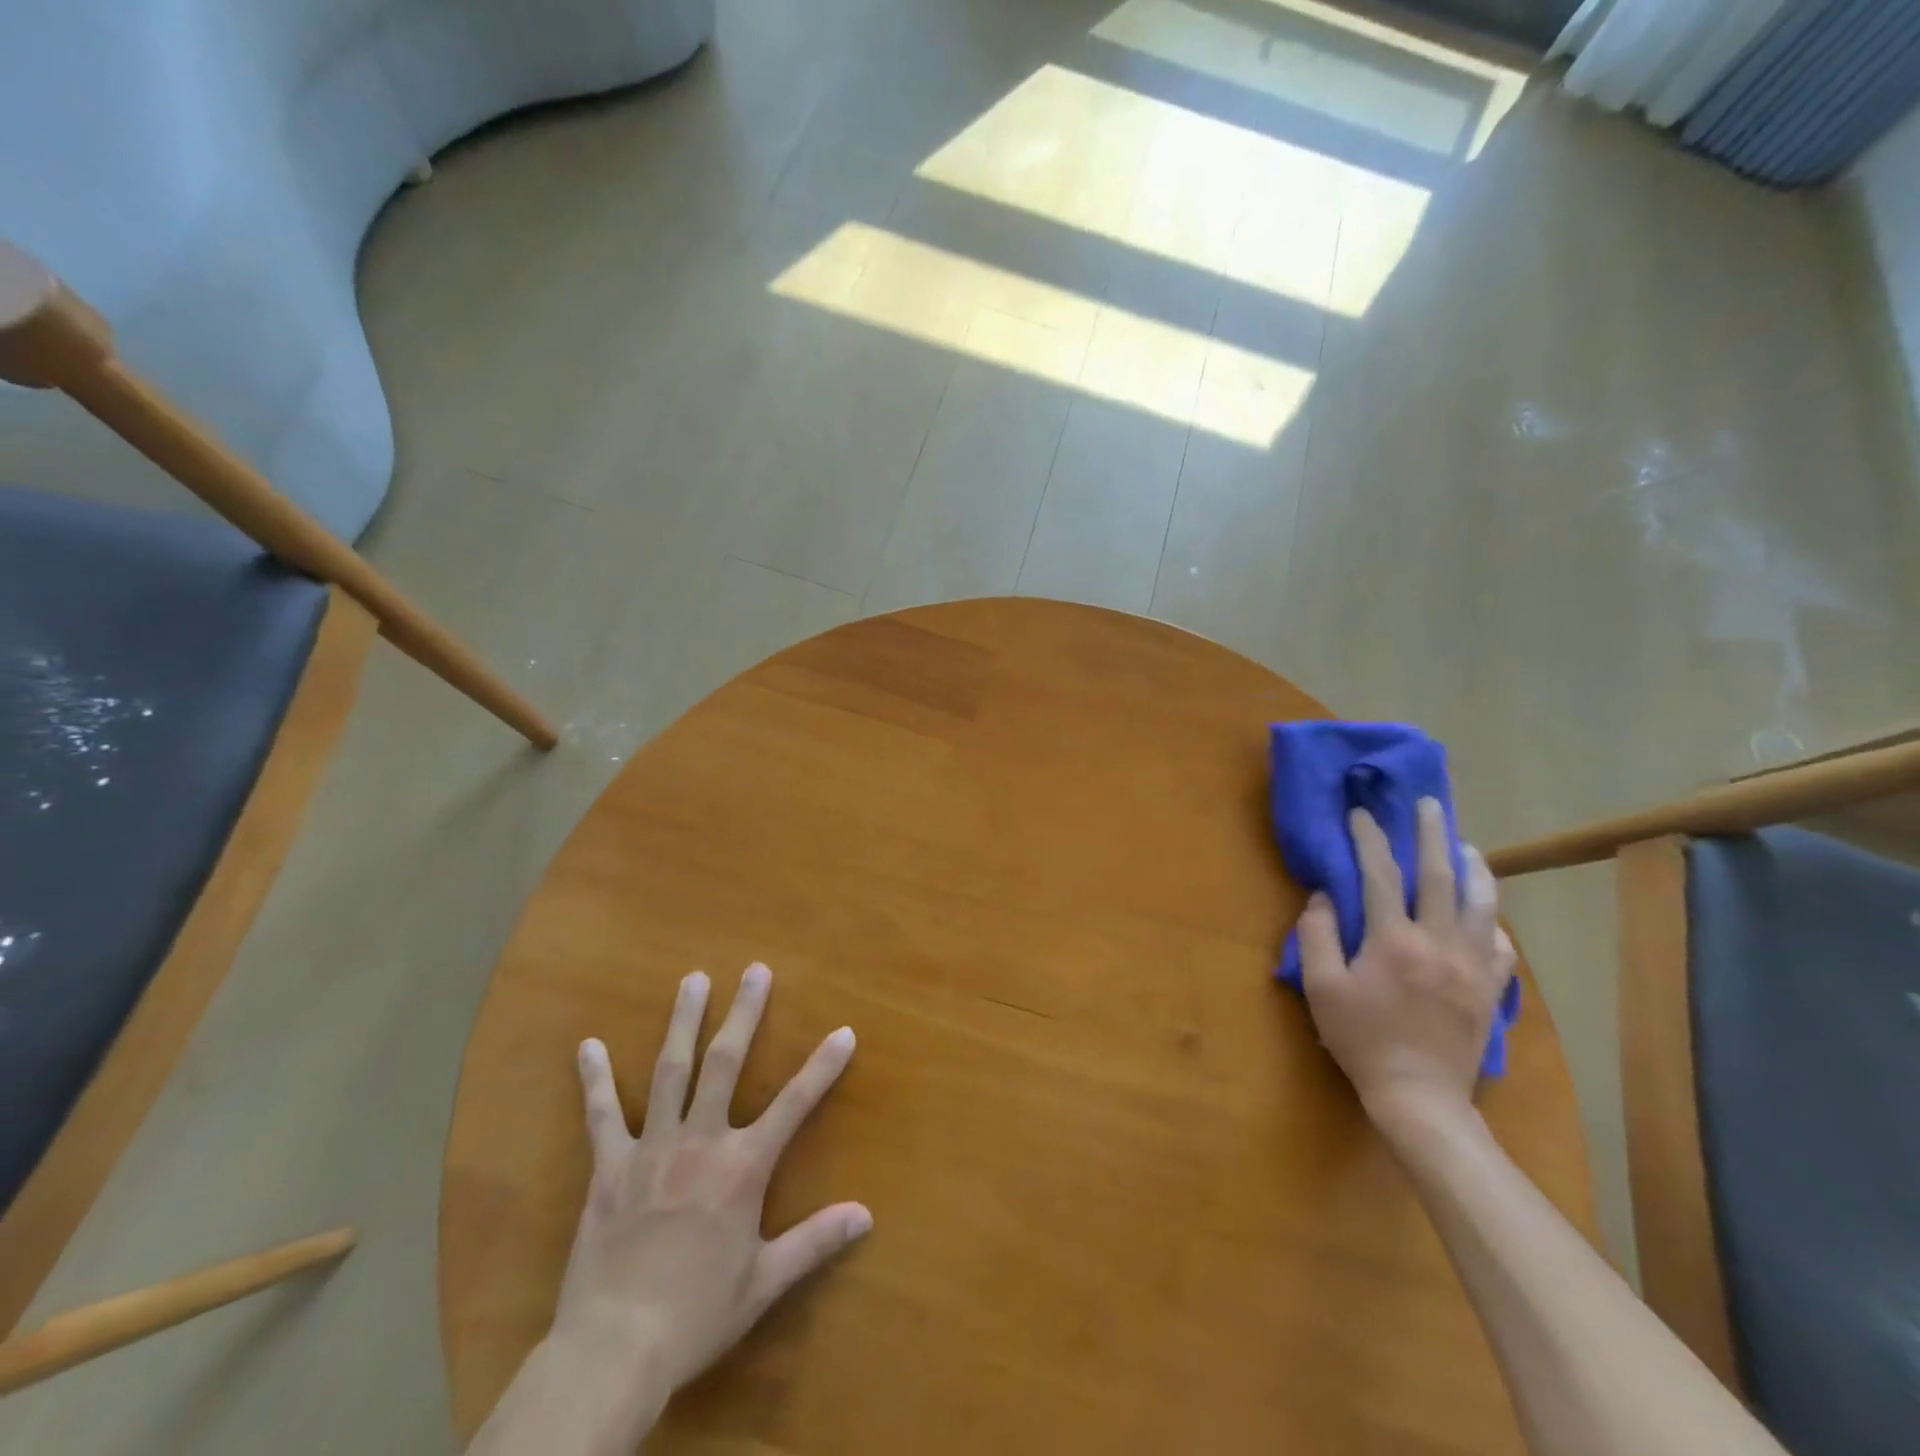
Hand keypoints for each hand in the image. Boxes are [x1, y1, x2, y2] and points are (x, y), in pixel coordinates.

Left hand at [553, 963, 871, 1394]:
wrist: (614, 1350)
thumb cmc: (697, 1315)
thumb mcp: (764, 1283)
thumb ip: (815, 1242)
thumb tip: (866, 1216)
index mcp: (742, 1168)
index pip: (795, 1105)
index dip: (823, 1067)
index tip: (844, 1032)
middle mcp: (700, 1142)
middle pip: (725, 1064)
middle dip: (744, 1014)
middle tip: (755, 971)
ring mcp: (651, 1148)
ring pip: (670, 1071)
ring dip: (683, 1022)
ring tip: (694, 980)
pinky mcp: (609, 1167)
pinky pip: (602, 1115)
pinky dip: (596, 1079)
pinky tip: (589, 1045)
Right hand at [1297, 799, 1514, 1131]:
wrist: (1419, 1096)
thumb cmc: (1361, 1039)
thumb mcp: (1321, 987)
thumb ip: (1318, 935)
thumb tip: (1324, 895)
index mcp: (1394, 940)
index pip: (1380, 874)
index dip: (1368, 838)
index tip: (1360, 813)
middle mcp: (1439, 942)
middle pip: (1439, 875)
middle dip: (1432, 833)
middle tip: (1429, 803)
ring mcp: (1472, 965)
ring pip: (1482, 902)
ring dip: (1474, 866)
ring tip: (1466, 844)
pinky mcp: (1490, 988)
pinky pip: (1500, 942)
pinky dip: (1491, 918)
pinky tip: (1484, 911)